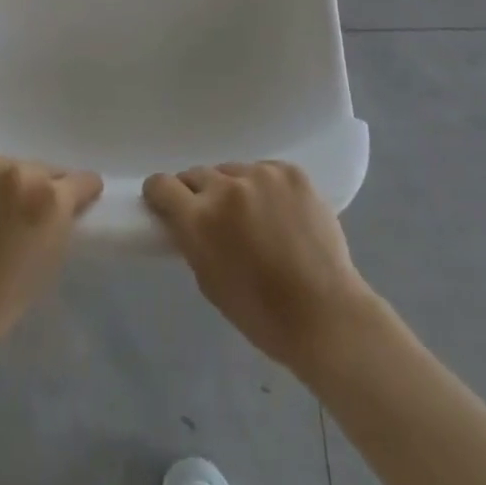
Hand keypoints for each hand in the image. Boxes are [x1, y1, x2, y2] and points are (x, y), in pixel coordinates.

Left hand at [0, 152, 101, 363]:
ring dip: (6, 183)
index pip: (81, 180)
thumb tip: (67, 204)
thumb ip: (62, 224)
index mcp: (50, 197)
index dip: (80, 193)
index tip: (76, 201)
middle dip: (39, 188)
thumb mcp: (49, 263)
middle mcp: (20, 171)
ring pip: (7, 165)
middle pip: (41, 170)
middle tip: (24, 213)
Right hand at [144, 161, 380, 373]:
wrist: (325, 313)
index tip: (166, 203)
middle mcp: (227, 188)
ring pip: (233, 171)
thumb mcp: (209, 281)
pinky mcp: (291, 171)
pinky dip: (265, 188)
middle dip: (199, 193)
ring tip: (254, 217)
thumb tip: (187, 219)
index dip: (161, 194)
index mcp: (200, 219)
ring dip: (234, 189)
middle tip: (214, 217)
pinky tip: (279, 212)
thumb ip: (193, 241)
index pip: (162, 185)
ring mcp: (262, 175)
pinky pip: (265, 170)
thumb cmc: (261, 314)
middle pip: (198, 174)